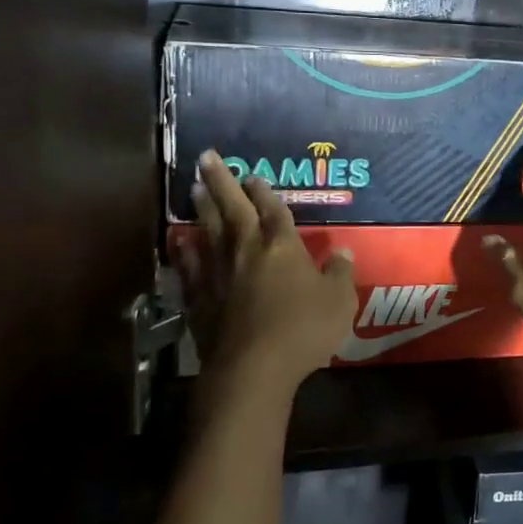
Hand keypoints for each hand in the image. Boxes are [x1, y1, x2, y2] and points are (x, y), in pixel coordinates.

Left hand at [174, 151, 355, 391]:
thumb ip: (339, 273)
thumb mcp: (339, 301)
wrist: (253, 367)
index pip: (274, 210)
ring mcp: (219, 274)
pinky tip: (180, 242)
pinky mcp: (200, 299)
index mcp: (283, 246)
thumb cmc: (303, 329)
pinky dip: (185, 253)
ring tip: (193, 188)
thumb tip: (342, 251)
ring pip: (209, 231)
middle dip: (221, 181)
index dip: (265, 192)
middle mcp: (247, 250)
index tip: (255, 175)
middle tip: (206, 156)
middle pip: (233, 208)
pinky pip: (191, 268)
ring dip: (202, 208)